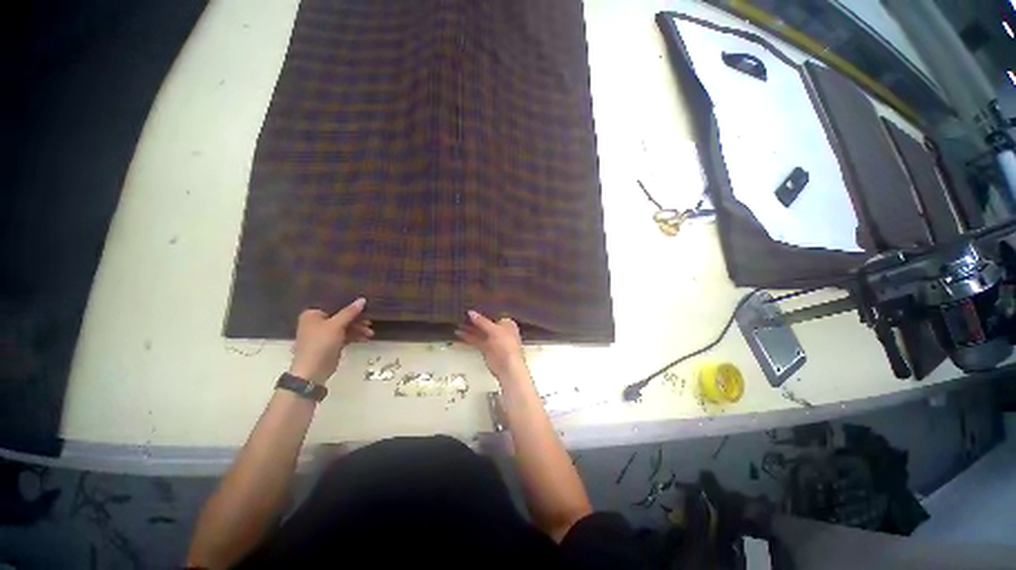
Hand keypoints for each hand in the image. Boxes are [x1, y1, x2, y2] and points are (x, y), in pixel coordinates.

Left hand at [289, 298, 372, 383]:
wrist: (313, 370)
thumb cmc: (320, 343)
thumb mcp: (336, 325)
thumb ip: (350, 312)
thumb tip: (362, 299)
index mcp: (313, 314)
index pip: (334, 305)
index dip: (350, 305)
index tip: (365, 305)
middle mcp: (317, 322)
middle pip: (341, 316)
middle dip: (357, 320)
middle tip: (370, 321)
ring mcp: (324, 333)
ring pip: (345, 326)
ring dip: (358, 329)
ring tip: (370, 333)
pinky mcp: (331, 343)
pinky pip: (345, 336)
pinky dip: (354, 336)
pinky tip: (365, 338)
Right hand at [455, 310, 530, 385]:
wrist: (507, 367)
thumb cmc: (507, 346)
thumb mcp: (494, 330)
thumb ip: (482, 321)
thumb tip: (471, 313)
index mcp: (507, 323)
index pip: (494, 314)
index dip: (484, 311)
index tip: (472, 307)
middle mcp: (500, 331)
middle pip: (486, 323)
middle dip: (475, 320)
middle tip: (462, 313)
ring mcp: (493, 340)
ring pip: (480, 332)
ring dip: (470, 328)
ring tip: (458, 322)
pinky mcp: (487, 349)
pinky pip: (476, 340)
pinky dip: (469, 337)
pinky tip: (459, 333)